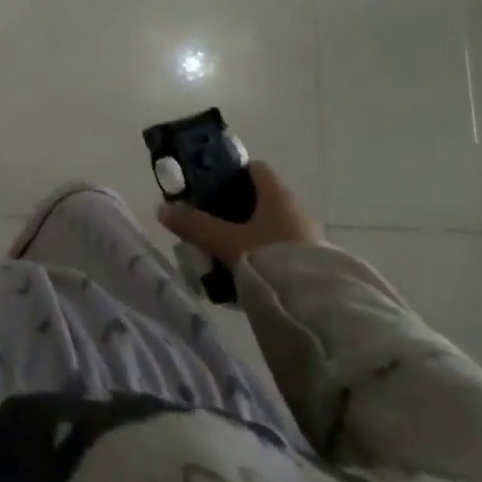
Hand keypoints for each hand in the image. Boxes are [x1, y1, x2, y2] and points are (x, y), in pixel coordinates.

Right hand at [157, 161, 323, 266]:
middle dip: (235, 211)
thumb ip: (196, 225)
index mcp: (277, 195)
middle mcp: (296, 211)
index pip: (255, 169)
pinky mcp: (314, 268)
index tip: (210, 187)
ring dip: (250, 238)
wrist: (318, 312)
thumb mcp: (227, 242)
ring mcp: (308, 240)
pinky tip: (246, 279)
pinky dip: (264, 259)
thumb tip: (162, 209)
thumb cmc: (271, 260)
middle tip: (211, 226)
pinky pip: (282, 254)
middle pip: (261, 200)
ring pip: (271, 229)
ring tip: (225, 256)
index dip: (232, 173)